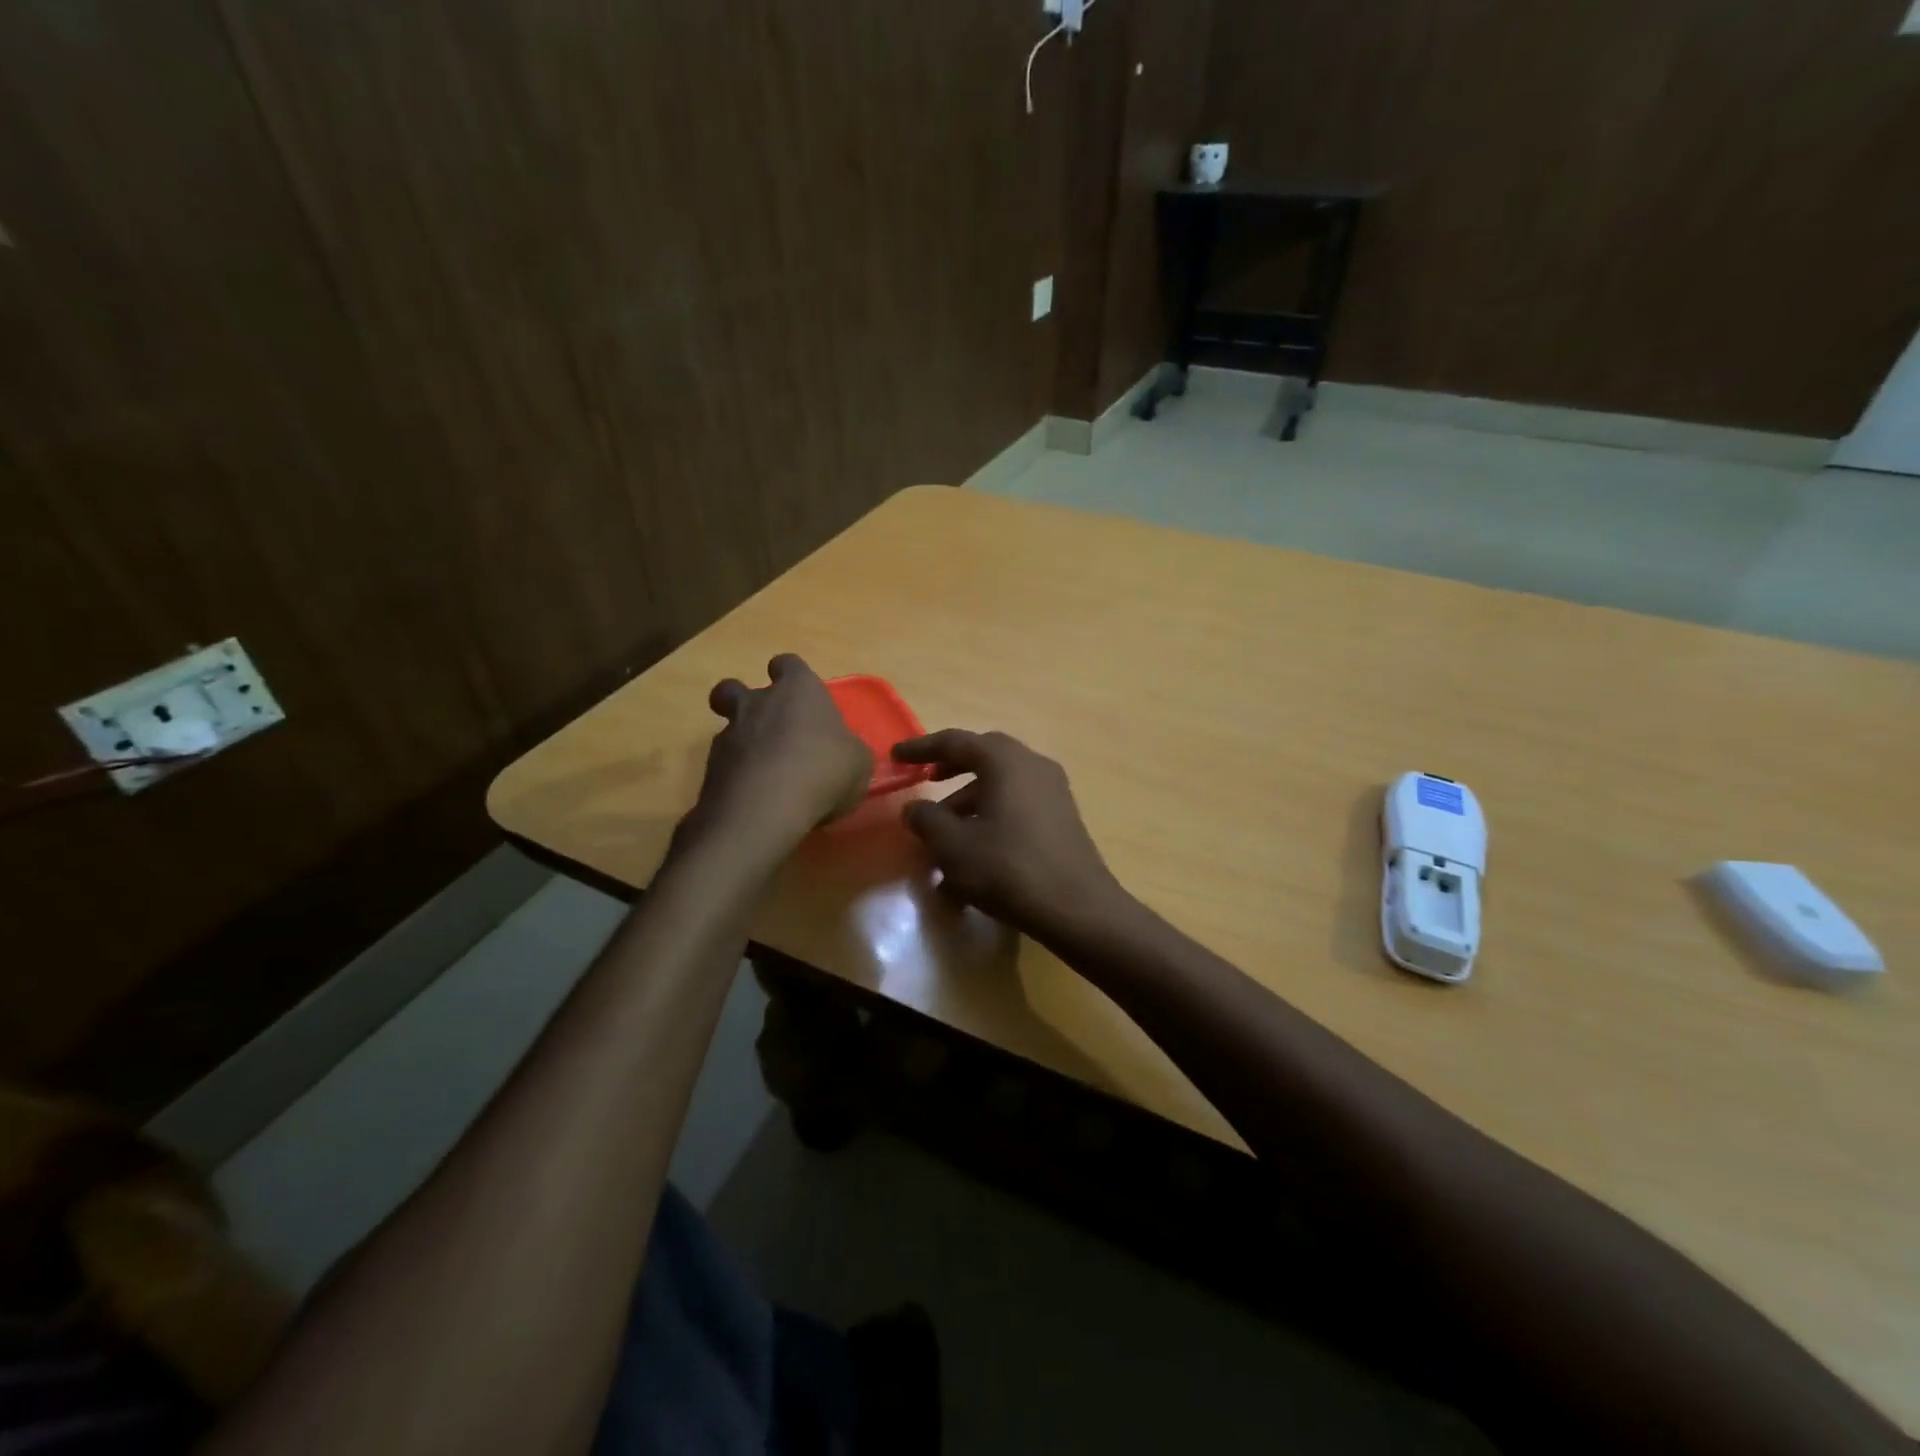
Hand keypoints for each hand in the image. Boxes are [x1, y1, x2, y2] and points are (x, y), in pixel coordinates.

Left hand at [694, 655, 870, 839]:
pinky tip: (753, 797)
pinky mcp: (710, 768)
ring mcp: (729, 734)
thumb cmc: (824, 770)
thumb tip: (844, 753)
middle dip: (743, 701)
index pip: (788, 664)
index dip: (791, 676)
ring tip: (762, 771)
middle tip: (764, 726)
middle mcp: (758, 703)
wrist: (766, 807)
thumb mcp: (858, 763)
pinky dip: (735, 776)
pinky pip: (723, 764)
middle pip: (735, 687)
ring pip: (726, 726)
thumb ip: (849, 750)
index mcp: (798, 690)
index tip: (799, 693)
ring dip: (741, 742)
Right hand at [895, 730, 1128, 941]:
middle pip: (984, 757)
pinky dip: (991, 818)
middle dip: (951, 769)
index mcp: (1005, 761)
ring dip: (969, 802)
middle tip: (925, 782)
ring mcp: (1053, 792)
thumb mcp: (953, 846)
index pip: (955, 742)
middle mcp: (1032, 766)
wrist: (1077, 908)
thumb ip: (927, 819)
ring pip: (1001, 785)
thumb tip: (914, 807)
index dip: (921, 748)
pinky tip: (973, 857)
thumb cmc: (1008, 868)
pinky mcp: (1062, 818)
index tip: (896, 756)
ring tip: (942, 837)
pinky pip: (1017, 806)